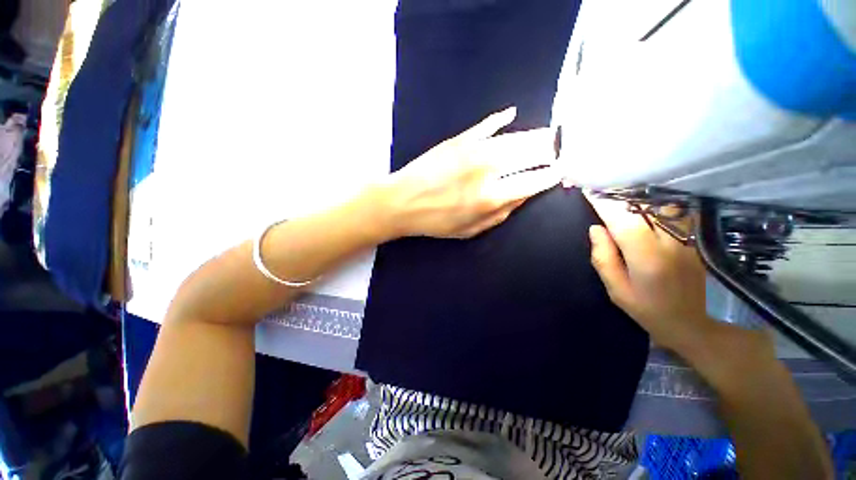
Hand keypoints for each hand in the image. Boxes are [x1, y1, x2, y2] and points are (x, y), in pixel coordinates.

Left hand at [382, 107, 560, 238]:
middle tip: (561, 147)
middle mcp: (488, 170)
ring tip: (547, 134)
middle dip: (550, 150)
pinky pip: (485, 125)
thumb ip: (501, 215)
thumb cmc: (435, 222)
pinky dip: (500, 120)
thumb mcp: (470, 230)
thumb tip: (524, 195)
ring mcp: (473, 150)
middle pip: (530, 153)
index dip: (552, 174)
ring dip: (534, 136)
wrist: (401, 202)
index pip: (534, 181)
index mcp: (492, 198)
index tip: (562, 169)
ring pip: (514, 138)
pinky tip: (511, 114)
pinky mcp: (458, 139)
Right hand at [585, 194, 715, 351]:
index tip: (589, 192)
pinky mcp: (693, 239)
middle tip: (601, 190)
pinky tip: (642, 205)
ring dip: (638, 198)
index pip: (623, 222)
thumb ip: (603, 258)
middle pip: (643, 208)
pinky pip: (672, 213)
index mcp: (647, 258)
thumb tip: (596, 229)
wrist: (690, 322)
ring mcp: (686, 239)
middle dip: (619, 197)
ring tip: (619, 194)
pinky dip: (654, 204)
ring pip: (660, 206)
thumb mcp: (616, 289)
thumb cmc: (646, 308)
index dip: (604, 205)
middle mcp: (670, 243)